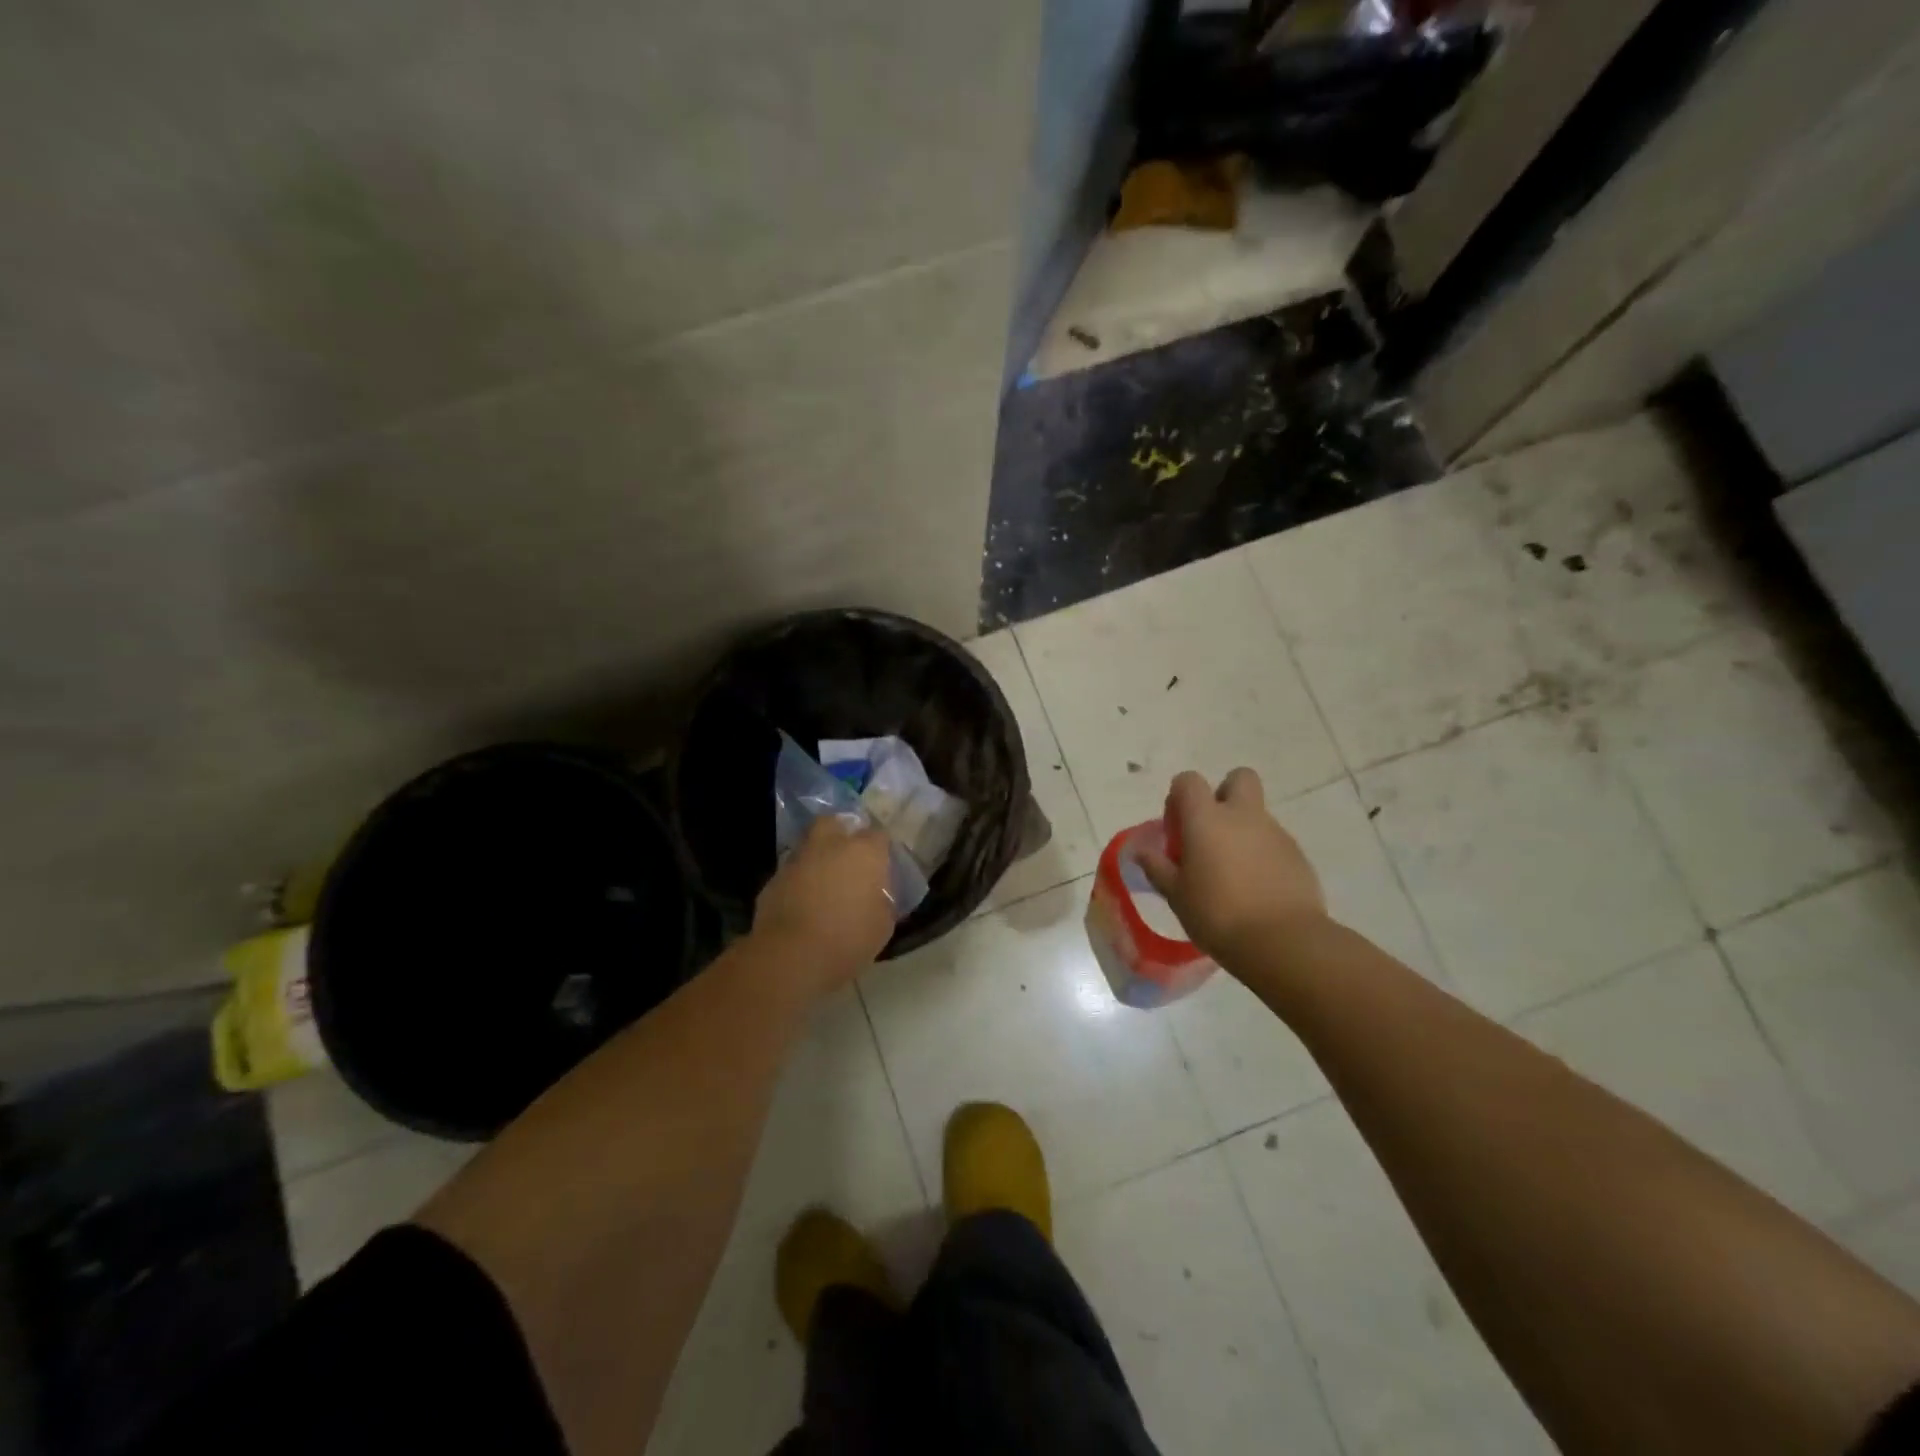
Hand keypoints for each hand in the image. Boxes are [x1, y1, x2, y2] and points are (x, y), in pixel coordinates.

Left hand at [753, 817, 895, 992]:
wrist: (790, 956)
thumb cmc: (847, 939)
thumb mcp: (882, 926)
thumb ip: (883, 902)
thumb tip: (878, 896)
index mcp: (864, 852)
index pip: (878, 835)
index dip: (881, 849)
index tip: (882, 866)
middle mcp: (830, 845)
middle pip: (835, 823)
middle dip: (841, 833)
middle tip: (849, 858)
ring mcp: (798, 859)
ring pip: (809, 846)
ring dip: (818, 858)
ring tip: (825, 883)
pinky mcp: (773, 879)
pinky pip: (792, 872)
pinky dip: (799, 881)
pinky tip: (803, 903)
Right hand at [1138, 768, 1327, 963]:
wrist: (1283, 942)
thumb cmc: (1217, 915)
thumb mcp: (1176, 895)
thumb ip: (1157, 867)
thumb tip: (1142, 851)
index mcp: (1206, 819)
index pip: (1188, 781)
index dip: (1179, 797)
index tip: (1176, 829)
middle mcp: (1243, 816)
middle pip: (1238, 778)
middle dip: (1224, 794)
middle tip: (1211, 831)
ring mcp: (1275, 833)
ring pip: (1256, 815)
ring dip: (1242, 831)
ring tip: (1233, 873)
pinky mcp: (1298, 855)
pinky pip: (1274, 842)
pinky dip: (1263, 855)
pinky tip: (1256, 888)